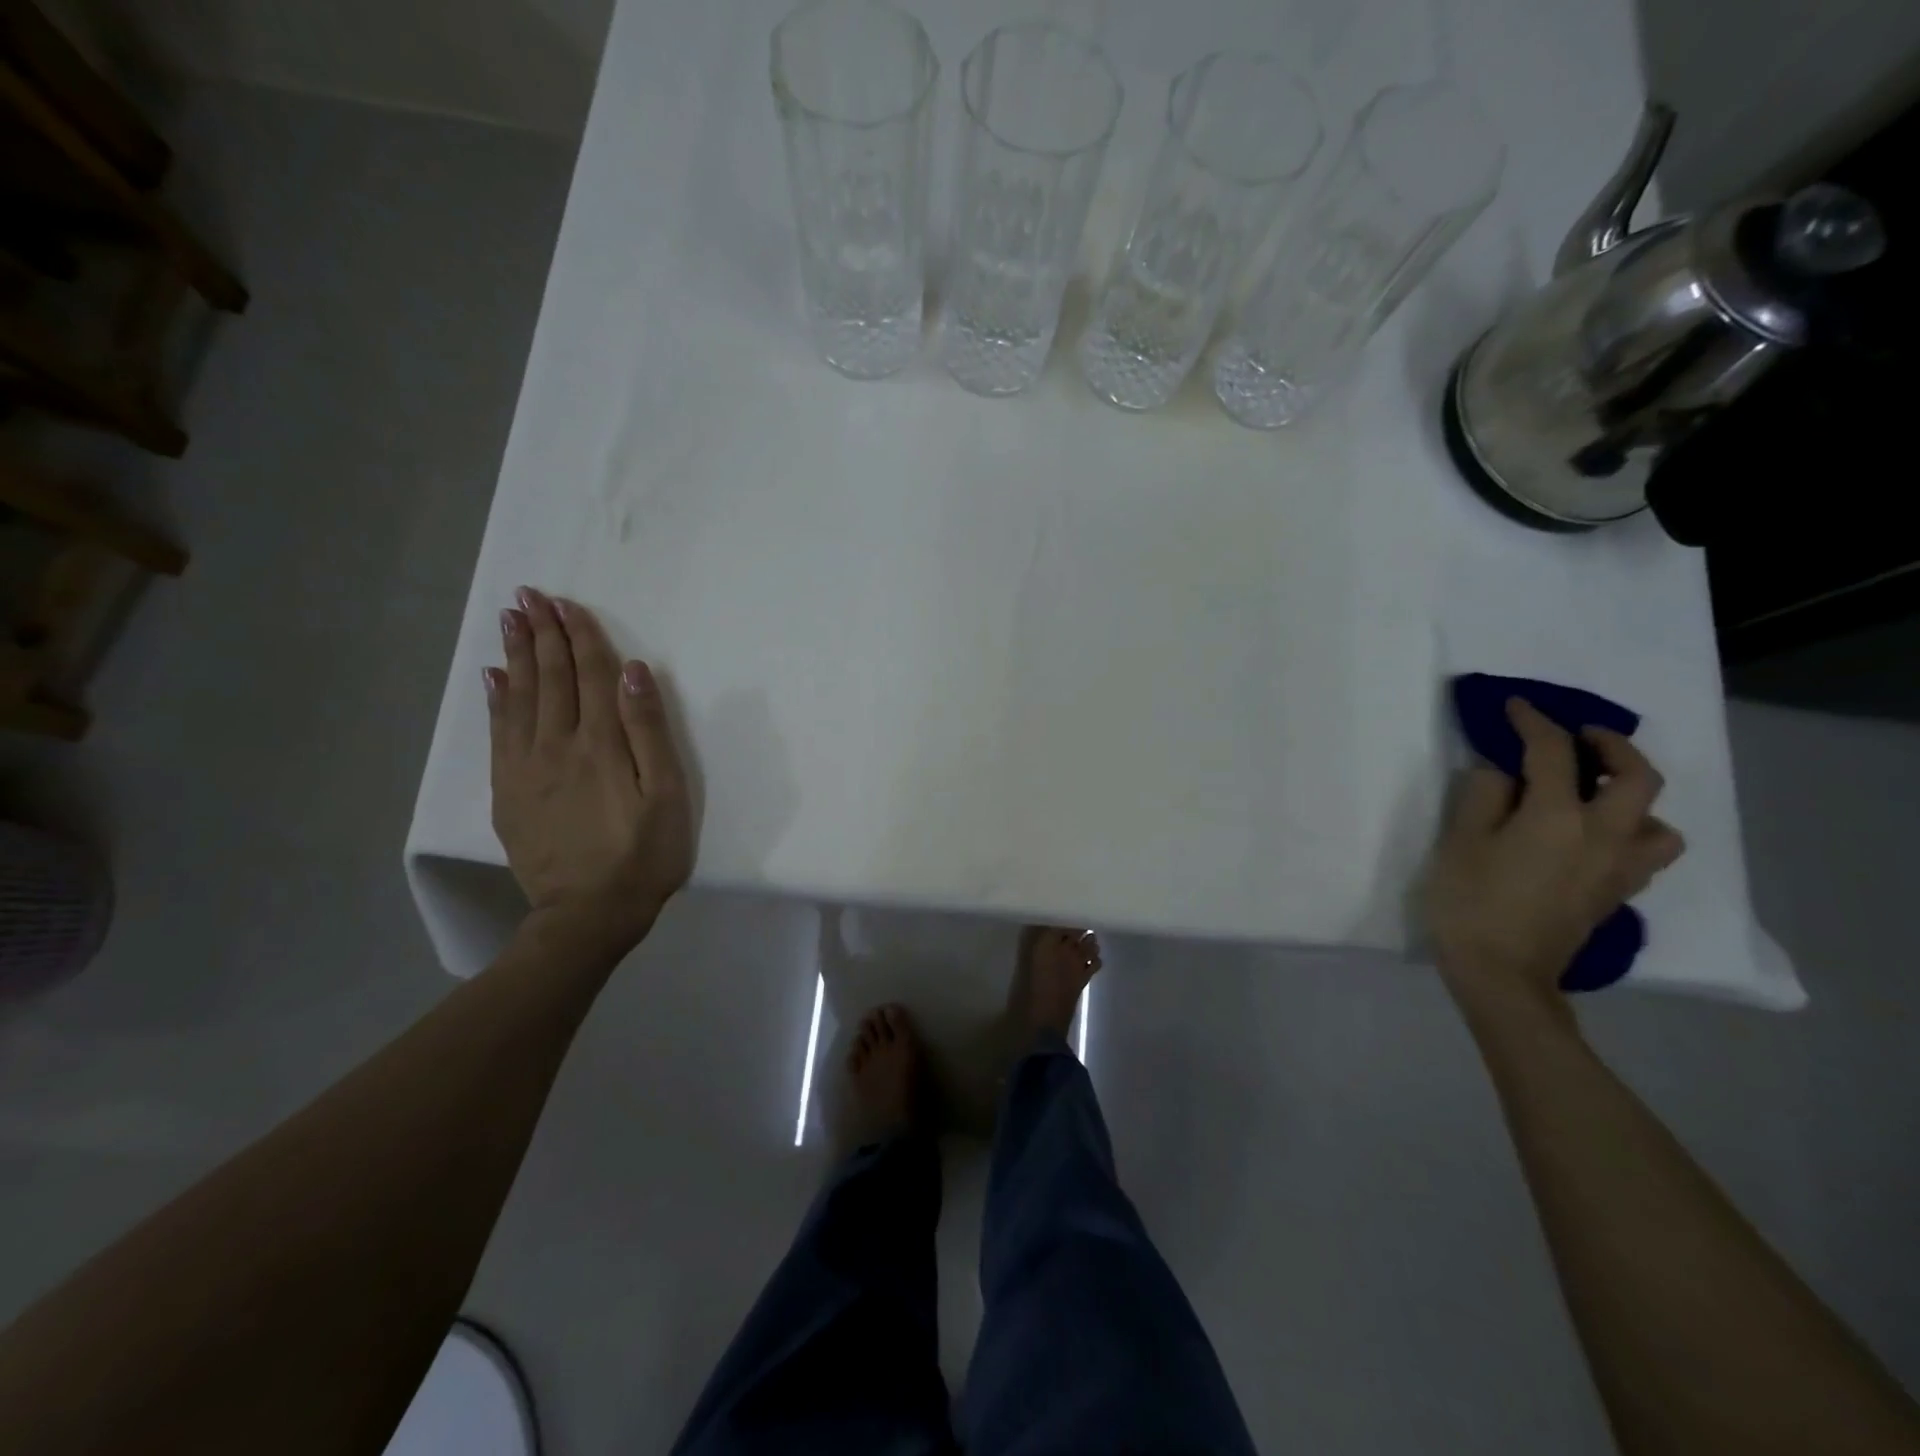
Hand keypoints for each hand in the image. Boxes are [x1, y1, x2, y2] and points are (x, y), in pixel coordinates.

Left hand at [485, 587, 693, 951]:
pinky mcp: (508, 791)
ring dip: (517, 655)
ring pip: (520, 698)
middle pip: (551, 678)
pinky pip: (498, 733)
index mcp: (601, 744)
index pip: (591, 676)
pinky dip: (496, 699)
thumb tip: (633, 672)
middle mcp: (557, 745)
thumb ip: (650, 731)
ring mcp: (526, 768)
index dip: (581, 638)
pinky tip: (494, 677)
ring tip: (510, 620)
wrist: (588, 914)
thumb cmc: (644, 854)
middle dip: (542, 634)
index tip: (568, 604)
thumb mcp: (667, 795)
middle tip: (529, 595)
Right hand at [1421, 698, 1683, 1013]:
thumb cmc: (1469, 903)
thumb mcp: (1458, 842)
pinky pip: (1646, 850)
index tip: (1515, 706)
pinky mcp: (1617, 893)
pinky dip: (1632, 830)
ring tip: (1598, 792)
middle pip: (1636, 777)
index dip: (1533, 722)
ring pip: (1658, 819)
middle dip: (1612, 746)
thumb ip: (1481, 796)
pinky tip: (1596, 835)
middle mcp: (1603, 835)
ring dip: (1635, 794)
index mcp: (1557, 817)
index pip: (1552, 752)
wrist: (1502, 975)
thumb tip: (1501, 773)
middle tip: (1579, 738)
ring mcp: (1618, 868)